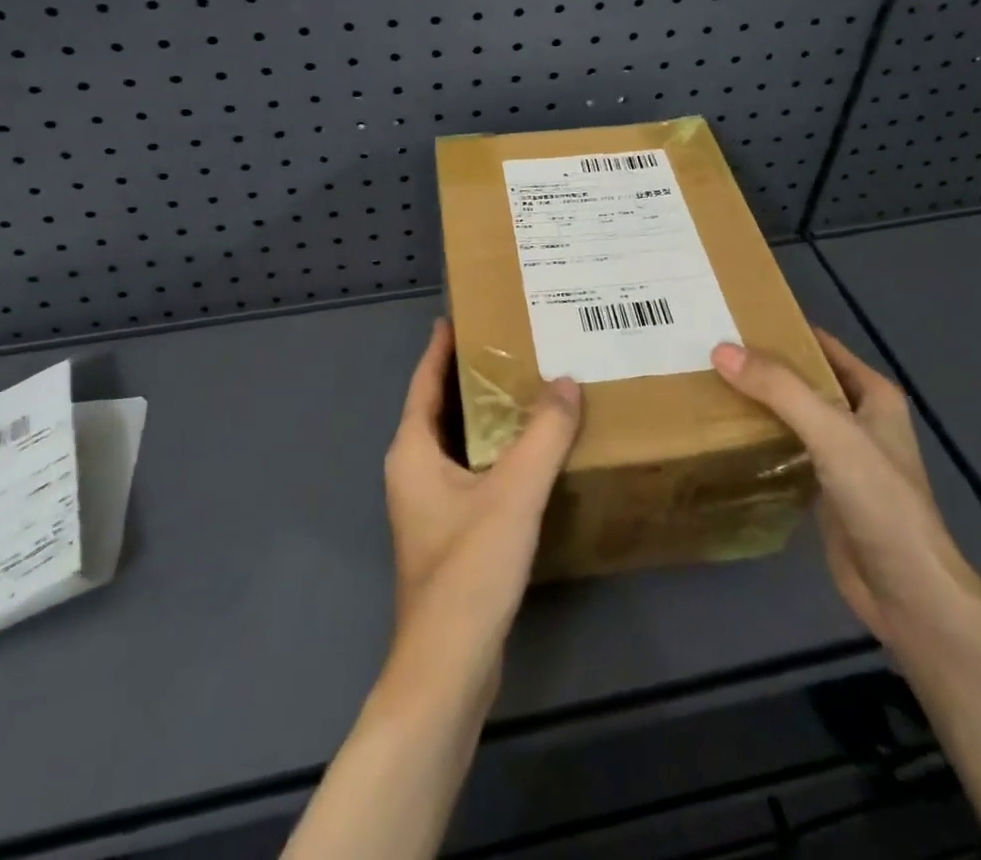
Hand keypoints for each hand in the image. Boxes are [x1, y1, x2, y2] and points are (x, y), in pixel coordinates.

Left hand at [382, 319, 581, 701]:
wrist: (449, 667)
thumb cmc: (469, 569)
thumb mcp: (513, 493)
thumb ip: (543, 434)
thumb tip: (567, 381)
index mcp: (413, 451)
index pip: (424, 381)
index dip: (441, 346)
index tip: (462, 313)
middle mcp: (413, 471)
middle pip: (441, 408)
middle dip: (471, 376)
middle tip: (511, 343)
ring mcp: (429, 505)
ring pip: (459, 442)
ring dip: (487, 415)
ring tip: (528, 386)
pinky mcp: (450, 533)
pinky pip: (473, 472)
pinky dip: (496, 451)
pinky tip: (532, 450)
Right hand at [711, 329, 980, 653]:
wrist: (907, 592)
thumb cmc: (879, 500)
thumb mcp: (830, 431)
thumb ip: (778, 389)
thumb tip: (720, 349)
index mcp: (872, 394)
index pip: (821, 345)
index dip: (782, 329)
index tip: (732, 317)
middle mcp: (859, 418)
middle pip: (803, 379)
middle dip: (762, 366)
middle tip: (708, 350)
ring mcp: (842, 456)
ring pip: (792, 415)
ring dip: (759, 402)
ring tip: (708, 383)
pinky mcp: (825, 488)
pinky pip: (786, 450)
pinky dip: (760, 438)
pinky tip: (725, 433)